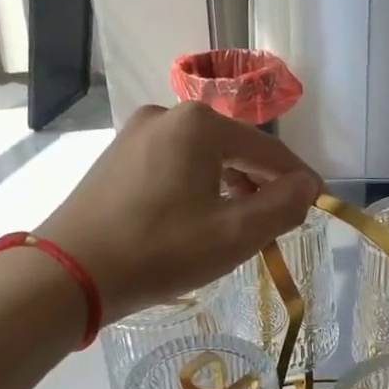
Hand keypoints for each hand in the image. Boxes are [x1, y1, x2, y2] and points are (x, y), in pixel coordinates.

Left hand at [41, 103, 322, 321]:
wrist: (70, 273)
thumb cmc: (160, 250)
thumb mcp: (234, 234)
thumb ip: (282, 206)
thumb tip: (307, 186)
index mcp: (199, 124)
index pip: (267, 148)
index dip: (297, 178)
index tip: (318, 202)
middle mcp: (166, 115)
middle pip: (233, 149)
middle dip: (260, 183)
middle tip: (276, 220)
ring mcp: (134, 135)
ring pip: (201, 158)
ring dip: (228, 186)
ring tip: (238, 223)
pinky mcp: (115, 158)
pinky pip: (172, 166)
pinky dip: (196, 187)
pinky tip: (196, 218)